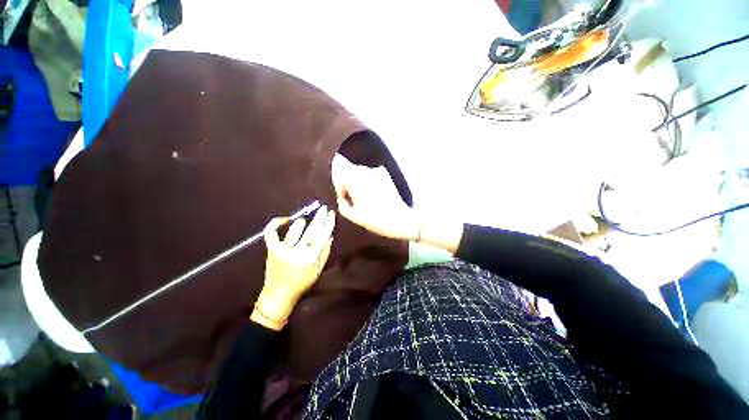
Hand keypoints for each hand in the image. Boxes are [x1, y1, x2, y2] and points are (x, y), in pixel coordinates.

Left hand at [252, 206, 335, 330]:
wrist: (279, 294)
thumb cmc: (302, 282)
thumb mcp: (318, 270)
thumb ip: (325, 252)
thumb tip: (330, 236)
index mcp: (311, 257)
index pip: (323, 235)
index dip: (328, 223)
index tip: (331, 214)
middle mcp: (298, 251)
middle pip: (311, 230)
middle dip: (319, 218)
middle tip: (323, 208)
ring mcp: (283, 250)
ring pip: (294, 231)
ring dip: (300, 223)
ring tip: (304, 219)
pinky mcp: (272, 249)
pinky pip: (271, 233)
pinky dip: (275, 224)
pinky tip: (284, 220)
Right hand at [331, 154, 419, 240]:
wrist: (399, 219)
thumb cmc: (374, 219)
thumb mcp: (352, 216)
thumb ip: (342, 204)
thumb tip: (343, 198)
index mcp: (353, 180)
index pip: (339, 178)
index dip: (340, 190)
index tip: (344, 200)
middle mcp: (364, 171)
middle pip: (349, 173)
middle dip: (349, 184)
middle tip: (353, 199)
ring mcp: (376, 171)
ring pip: (361, 172)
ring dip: (359, 181)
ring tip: (364, 197)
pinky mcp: (386, 175)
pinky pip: (372, 174)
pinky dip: (370, 180)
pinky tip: (374, 191)